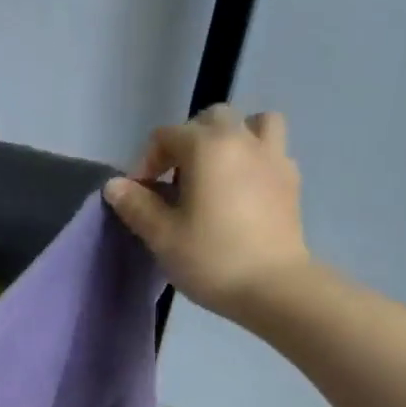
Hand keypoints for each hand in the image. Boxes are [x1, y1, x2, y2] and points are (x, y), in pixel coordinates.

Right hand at [103, 105, 308, 316]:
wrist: (272, 286)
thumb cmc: (210, 259)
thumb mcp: (162, 236)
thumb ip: (136, 205)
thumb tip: (114, 185)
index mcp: (207, 147)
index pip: (165, 136)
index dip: (145, 164)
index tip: (139, 198)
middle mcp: (243, 139)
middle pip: (210, 119)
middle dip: (186, 143)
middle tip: (174, 182)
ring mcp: (273, 156)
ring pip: (253, 123)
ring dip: (231, 138)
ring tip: (216, 173)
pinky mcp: (291, 179)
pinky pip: (270, 151)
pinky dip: (253, 159)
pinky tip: (241, 192)